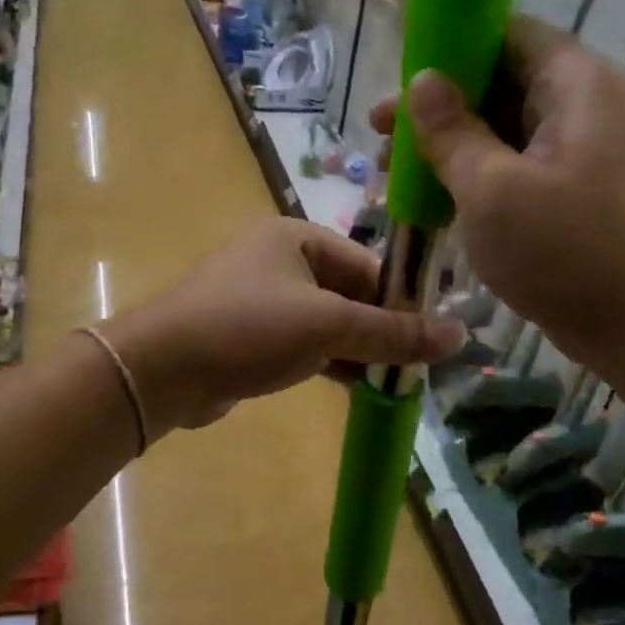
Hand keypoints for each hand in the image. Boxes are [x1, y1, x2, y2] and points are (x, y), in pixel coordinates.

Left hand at [103, 218, 464, 434]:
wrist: (163, 369)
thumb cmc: (248, 328)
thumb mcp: (328, 326)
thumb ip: (393, 332)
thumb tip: (461, 335)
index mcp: (297, 237)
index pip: (367, 265)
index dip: (401, 302)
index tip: (430, 340)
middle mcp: (278, 259)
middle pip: (348, 293)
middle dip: (380, 330)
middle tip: (415, 368)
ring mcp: (260, 297)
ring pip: (326, 321)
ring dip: (357, 350)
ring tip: (394, 382)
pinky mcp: (249, 333)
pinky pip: (302, 341)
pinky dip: (329, 360)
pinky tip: (357, 387)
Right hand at [371, 16, 624, 371]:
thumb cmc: (567, 251)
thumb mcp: (490, 188)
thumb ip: (450, 130)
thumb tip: (421, 80)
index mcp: (573, 82)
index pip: (503, 33)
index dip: (446, 49)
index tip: (398, 84)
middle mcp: (584, 102)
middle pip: (498, 80)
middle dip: (437, 106)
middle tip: (380, 138)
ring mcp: (583, 147)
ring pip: (503, 126)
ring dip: (450, 145)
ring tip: (395, 175)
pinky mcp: (578, 187)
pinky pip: (517, 163)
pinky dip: (475, 174)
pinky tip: (434, 200)